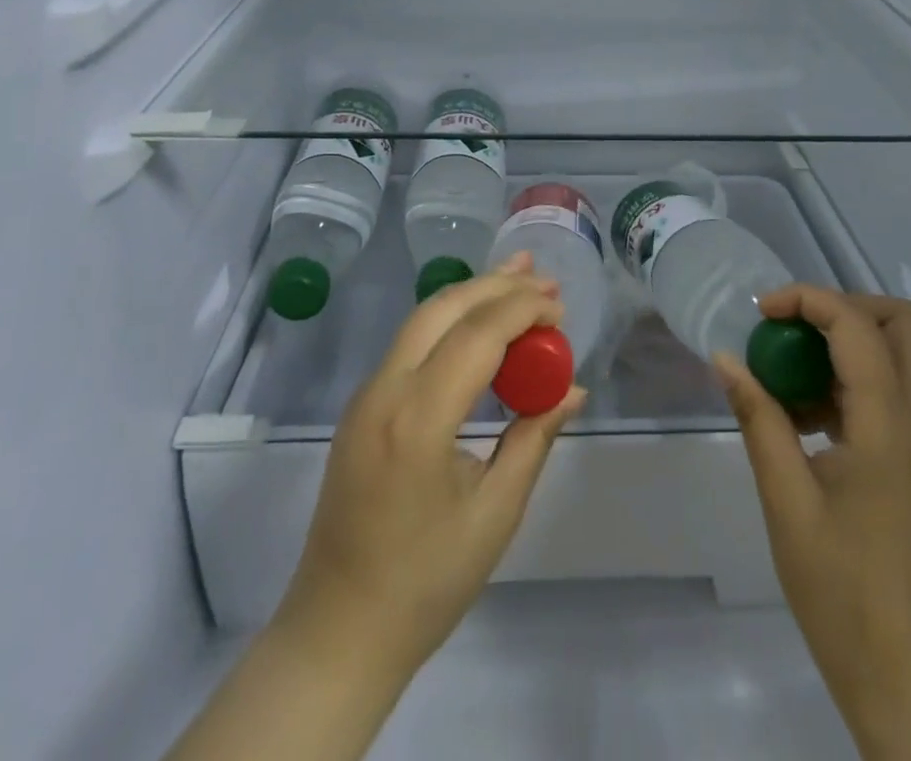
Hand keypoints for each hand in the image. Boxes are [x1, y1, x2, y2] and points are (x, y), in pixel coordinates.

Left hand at [276, 252, 587, 673]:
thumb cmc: (425, 583)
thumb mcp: (495, 513)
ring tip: (517, 279)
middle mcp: (384, 390)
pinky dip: (450, 321)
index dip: (523, 310)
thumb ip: (534, 438)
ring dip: (472, 295)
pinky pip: (410, 343)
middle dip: (497, 285)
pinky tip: (479, 325)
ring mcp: (366, 395)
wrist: (337, 631)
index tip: (562, 311)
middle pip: (444, 308)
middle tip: (544, 279)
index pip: (478, 334)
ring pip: (422, 318)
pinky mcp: (362, 406)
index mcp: (418, 419)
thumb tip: (572, 388)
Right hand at [715, 287, 910, 760]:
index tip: (761, 312)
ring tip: (793, 378)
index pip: (855, 324)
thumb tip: (725, 359)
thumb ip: (758, 419)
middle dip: (845, 306)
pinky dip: (858, 381)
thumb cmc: (843, 592)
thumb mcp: (786, 501)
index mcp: (889, 424)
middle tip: (795, 328)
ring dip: (851, 344)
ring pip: (906, 355)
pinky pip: (900, 393)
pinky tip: (812, 420)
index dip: (806, 299)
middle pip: (904, 322)